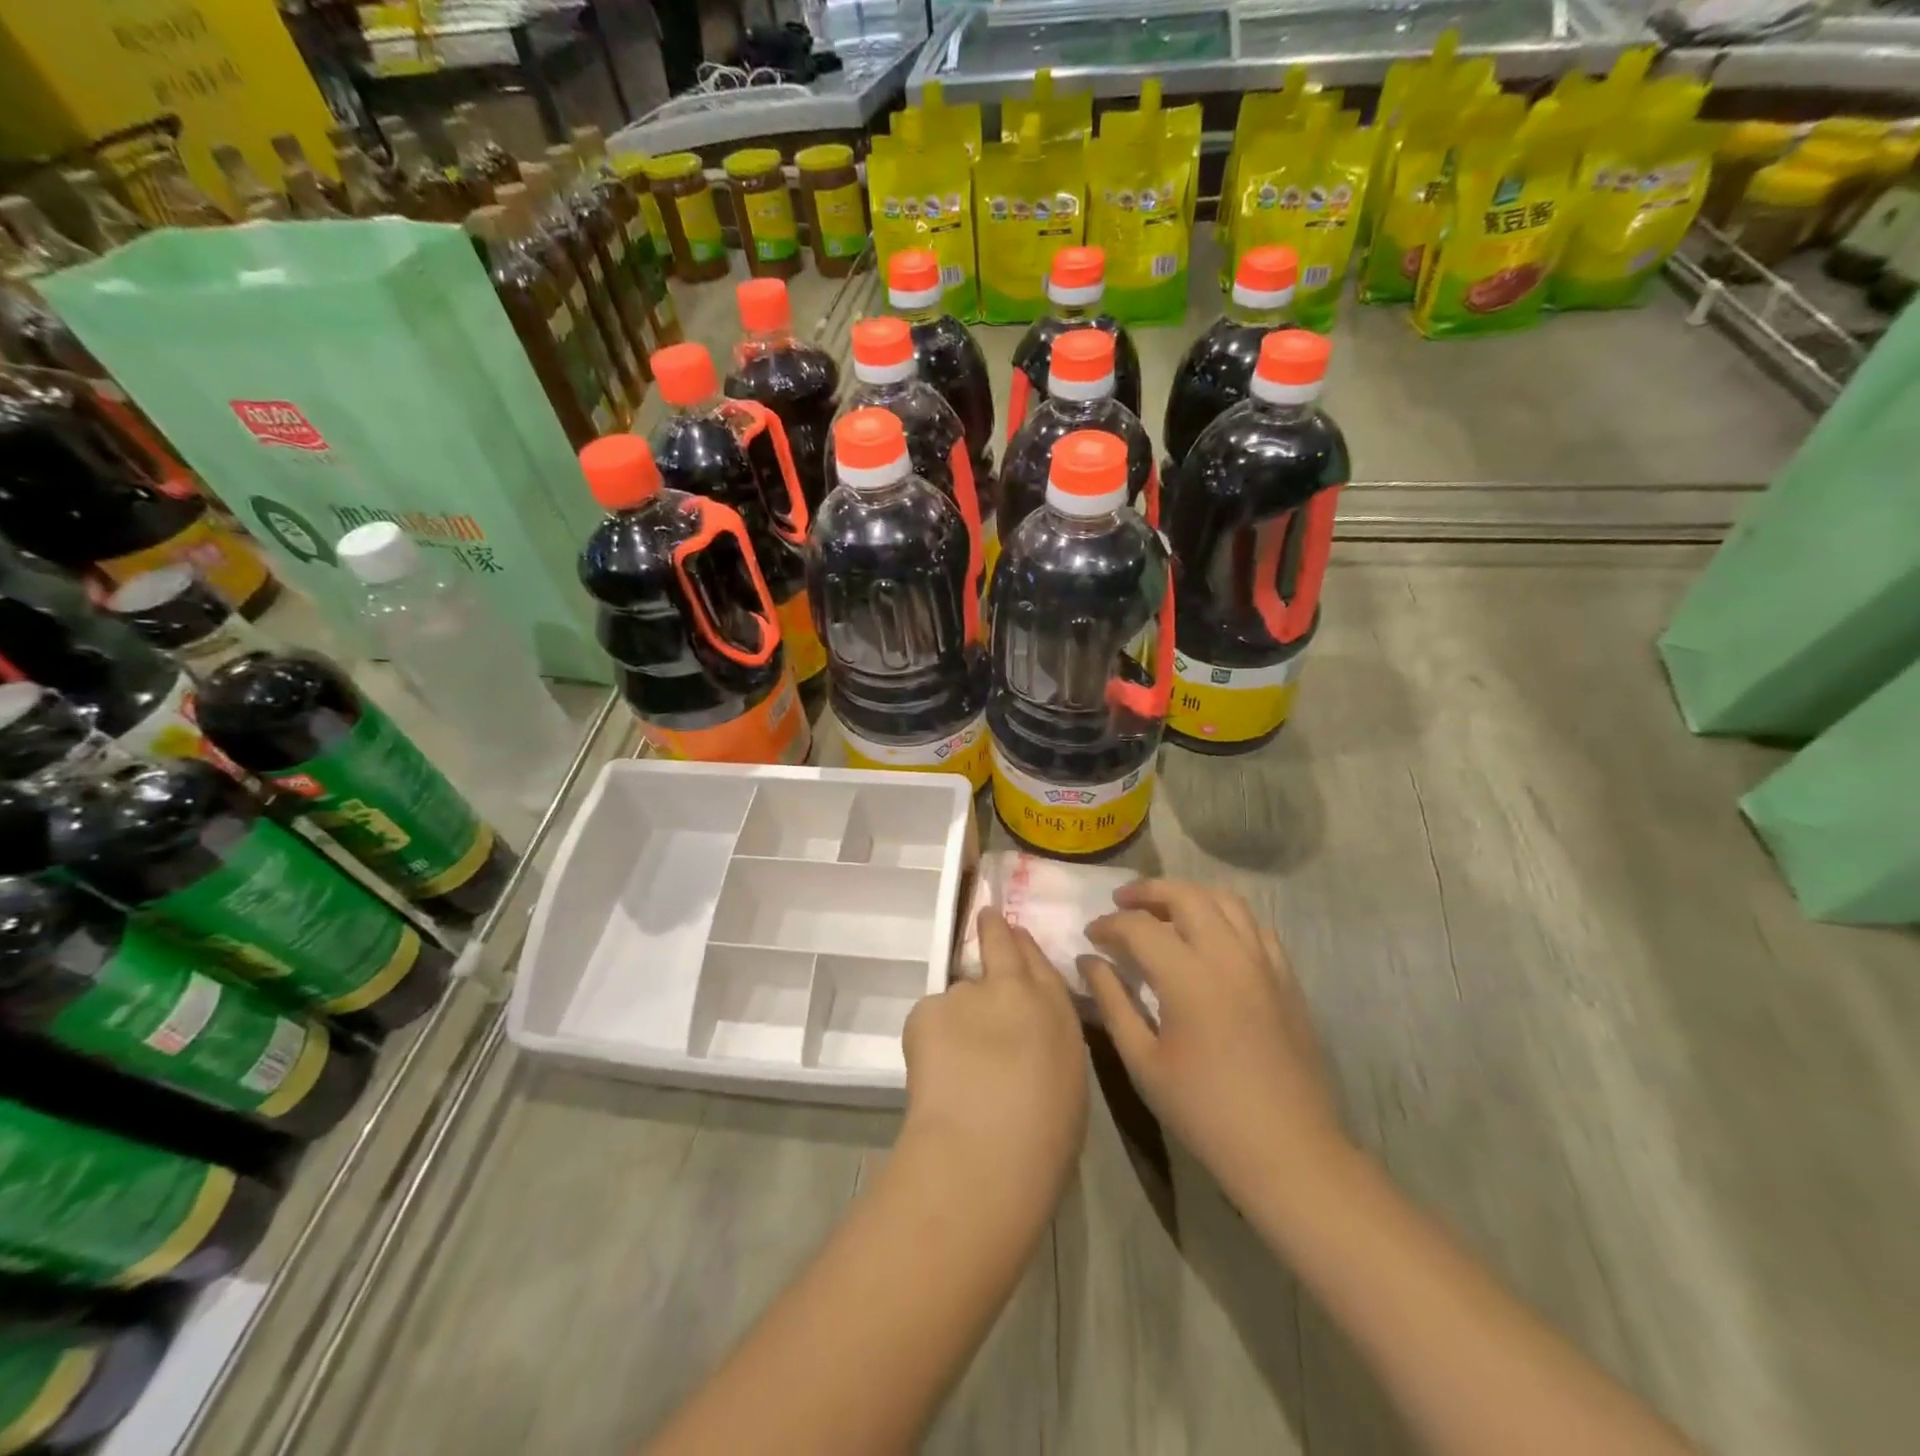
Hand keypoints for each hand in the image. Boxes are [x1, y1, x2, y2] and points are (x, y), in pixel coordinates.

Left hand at [902, 909, 1087, 1213]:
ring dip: (958, 1016)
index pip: (1040, 963)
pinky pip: (930, 1019)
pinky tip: (935, 1074)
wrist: (985, 1152)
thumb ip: (1046, 1044)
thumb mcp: (1066, 1083)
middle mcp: (1014, 989)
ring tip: (955, 1063)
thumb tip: (1027, 1038)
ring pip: (959, 996)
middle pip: (1001, 945)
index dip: (1024, 946)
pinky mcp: (928, 1008)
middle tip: (985, 917)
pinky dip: (931, 1039)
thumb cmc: (1043, 1140)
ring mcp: (967, 993)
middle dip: (993, 930)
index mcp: (1056, 1012)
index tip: (1014, 934)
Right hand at [1081, 879, 1345, 1198]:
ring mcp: (1263, 963)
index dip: (1108, 925)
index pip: (1138, 926)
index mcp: (1188, 976)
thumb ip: (1113, 1002)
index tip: (1090, 936)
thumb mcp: (1143, 1061)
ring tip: (1165, 909)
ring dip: (1189, 895)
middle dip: (1147, 891)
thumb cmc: (1204, 1110)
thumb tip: (1089, 961)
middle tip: (1121, 902)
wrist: (1287, 1148)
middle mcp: (1228, 955)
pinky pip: (1255, 926)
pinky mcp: (1286, 977)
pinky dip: (1226, 916)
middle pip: (1185, 895)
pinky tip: (1212, 936)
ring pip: (1225, 900)